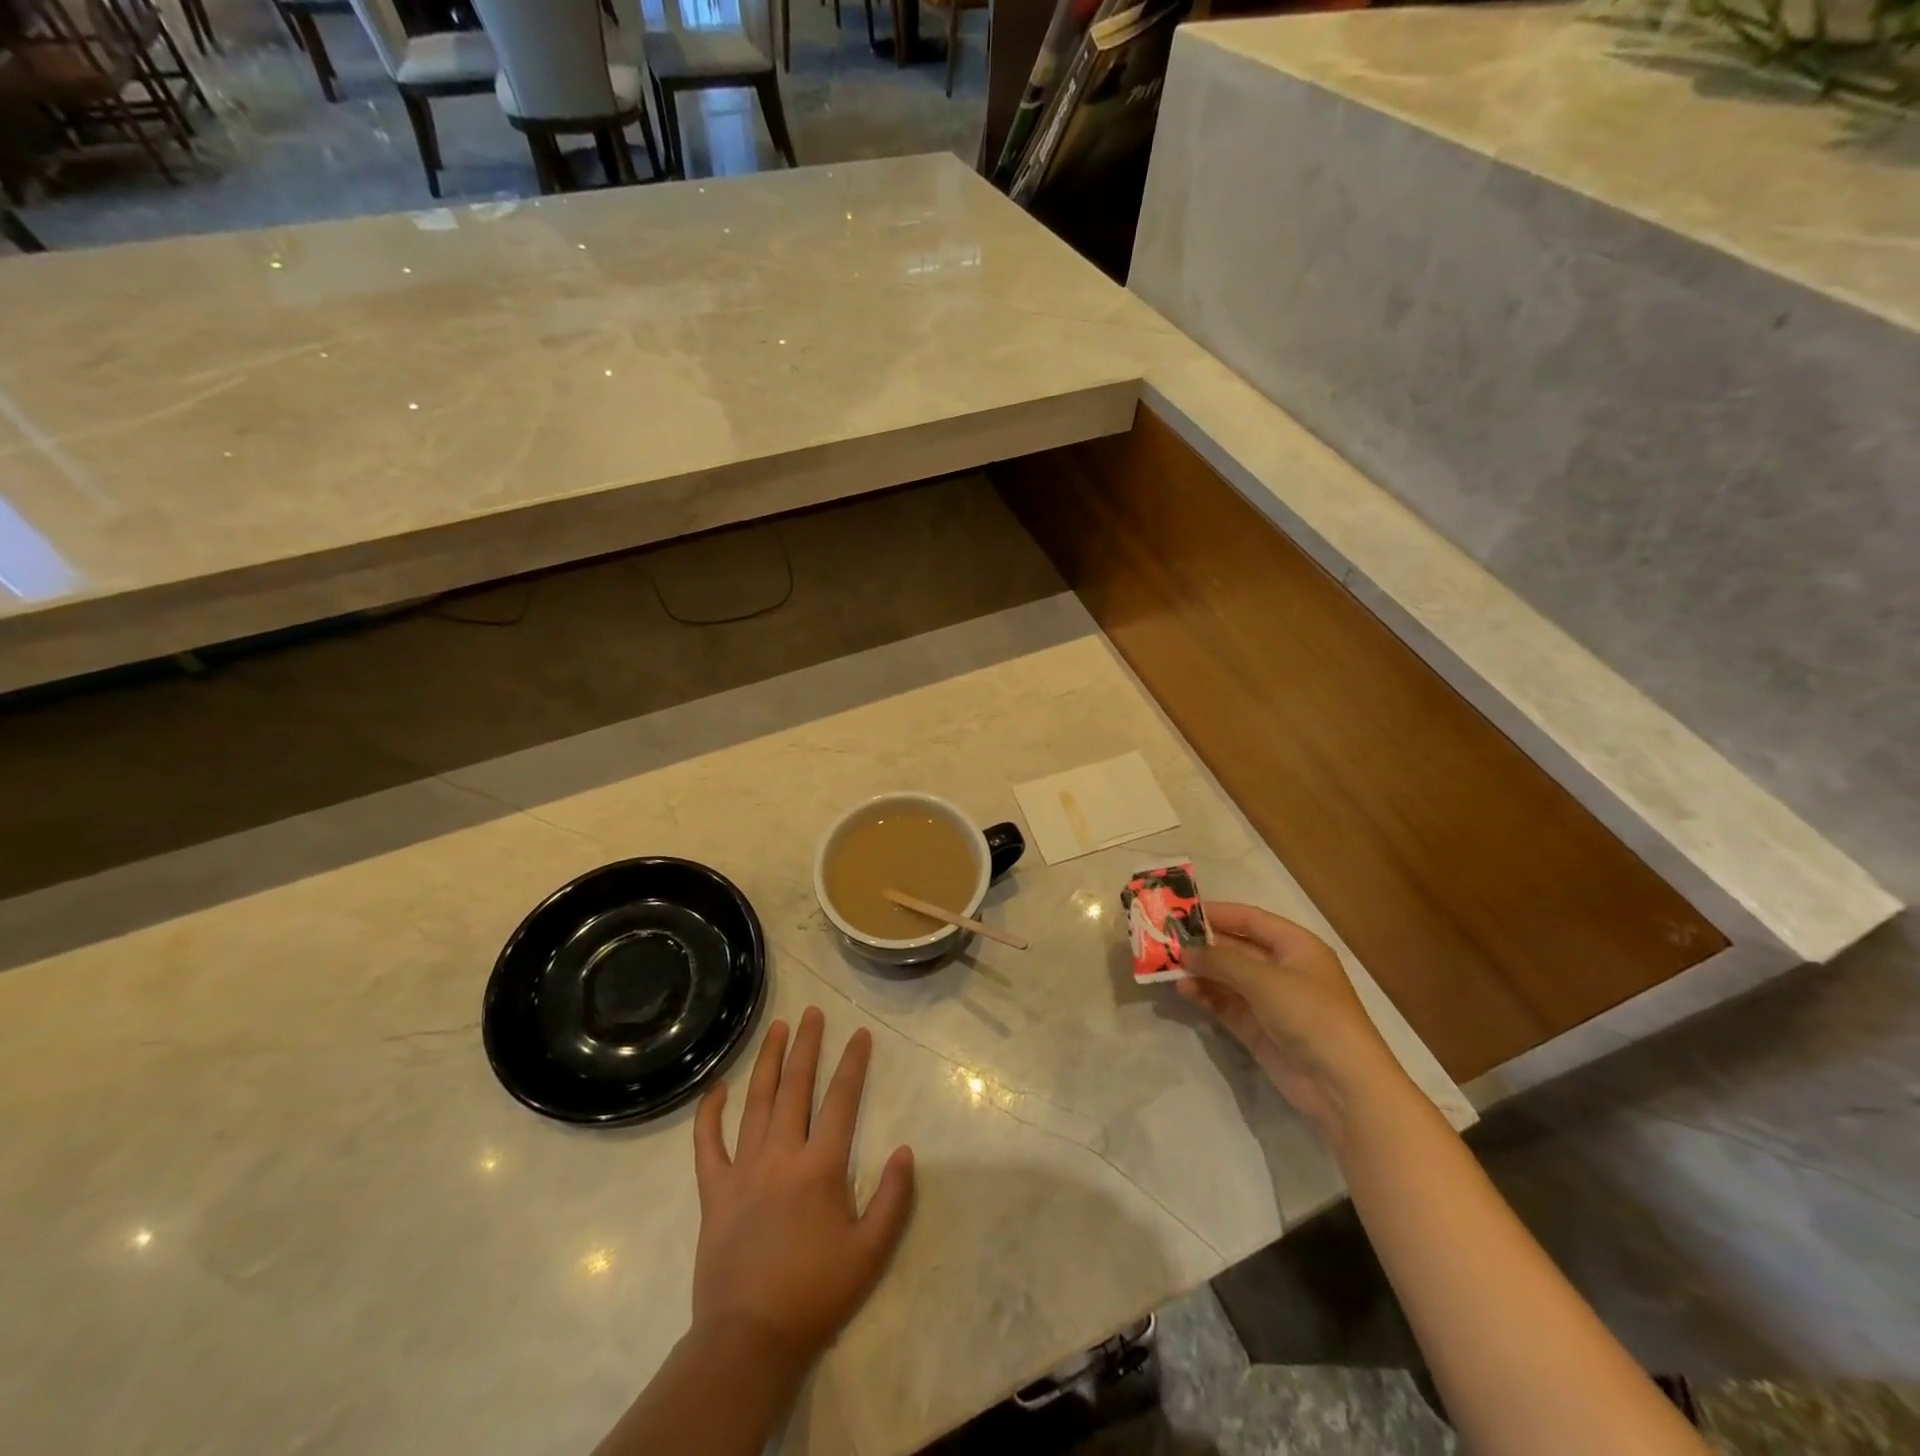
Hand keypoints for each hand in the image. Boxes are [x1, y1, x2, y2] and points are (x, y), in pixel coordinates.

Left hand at [691, 1007, 915, 1370]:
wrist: (749, 1339)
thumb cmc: (815, 1294)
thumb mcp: (871, 1253)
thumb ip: (893, 1199)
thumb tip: (905, 1150)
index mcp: (820, 1167)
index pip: (842, 1100)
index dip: (853, 1063)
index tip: (861, 1034)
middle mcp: (781, 1155)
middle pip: (796, 1087)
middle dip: (807, 1045)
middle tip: (813, 1013)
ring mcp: (743, 1169)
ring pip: (756, 1101)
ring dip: (768, 1061)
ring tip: (778, 1028)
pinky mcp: (714, 1190)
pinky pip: (707, 1143)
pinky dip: (710, 1112)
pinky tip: (717, 1087)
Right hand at [1178, 902, 1411, 1144]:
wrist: (1343, 1086)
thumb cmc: (1311, 1015)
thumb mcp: (1265, 980)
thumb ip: (1221, 961)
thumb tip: (1184, 950)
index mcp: (1295, 946)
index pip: (1250, 919)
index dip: (1216, 913)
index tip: (1179, 910)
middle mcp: (1282, 969)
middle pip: (1235, 948)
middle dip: (1201, 945)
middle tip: (1162, 940)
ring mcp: (1270, 1001)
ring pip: (1226, 977)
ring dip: (1199, 971)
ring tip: (1166, 967)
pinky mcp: (1258, 1028)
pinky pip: (1225, 1004)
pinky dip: (1205, 996)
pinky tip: (1183, 991)